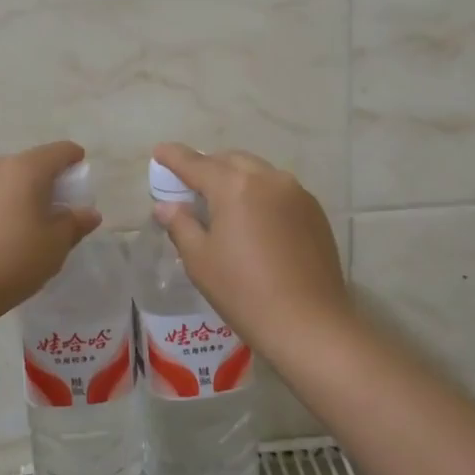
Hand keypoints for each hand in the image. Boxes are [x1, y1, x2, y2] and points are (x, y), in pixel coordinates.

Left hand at [0, 141, 102, 329]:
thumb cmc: (12, 261)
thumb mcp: (55, 246)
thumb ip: (75, 223)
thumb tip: (88, 212)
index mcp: (25, 169)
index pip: (59, 151)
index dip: (75, 160)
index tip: (81, 179)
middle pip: (30, 164)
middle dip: (47, 182)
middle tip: (57, 211)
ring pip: (5, 181)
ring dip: (20, 195)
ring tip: (27, 227)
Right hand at [151, 143, 350, 351]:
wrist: (309, 323)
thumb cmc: (243, 291)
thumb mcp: (200, 260)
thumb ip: (181, 225)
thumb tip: (167, 206)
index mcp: (234, 186)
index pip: (196, 163)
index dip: (174, 156)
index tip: (160, 151)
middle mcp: (268, 179)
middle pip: (230, 161)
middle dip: (208, 166)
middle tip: (190, 184)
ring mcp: (296, 193)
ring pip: (258, 172)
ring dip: (237, 178)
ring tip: (223, 201)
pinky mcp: (315, 212)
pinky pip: (280, 190)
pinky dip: (261, 194)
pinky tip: (255, 219)